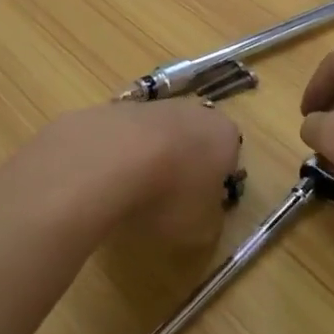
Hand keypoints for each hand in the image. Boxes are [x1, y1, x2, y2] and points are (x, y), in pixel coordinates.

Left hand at [28, 100, 241, 249]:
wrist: (107, 160)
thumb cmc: (169, 195)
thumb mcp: (201, 228)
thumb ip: (210, 221)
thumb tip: (205, 217)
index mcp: (226, 136)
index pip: (229, 160)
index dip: (214, 187)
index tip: (198, 210)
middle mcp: (195, 112)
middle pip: (193, 143)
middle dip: (183, 169)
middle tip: (166, 204)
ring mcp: (153, 105)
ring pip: (158, 137)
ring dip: (149, 162)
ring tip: (130, 197)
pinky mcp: (114, 108)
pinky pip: (124, 138)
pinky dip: (118, 157)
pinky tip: (104, 182)